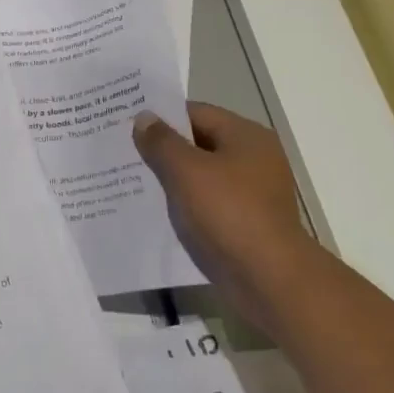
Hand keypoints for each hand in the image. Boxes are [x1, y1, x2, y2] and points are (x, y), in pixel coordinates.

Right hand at [133, 103, 316, 328]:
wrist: (270, 280)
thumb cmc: (228, 214)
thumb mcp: (186, 171)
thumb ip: (161, 141)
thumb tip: (144, 117)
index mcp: (246, 136)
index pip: (195, 112)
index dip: (161, 116)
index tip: (127, 123)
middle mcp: (254, 158)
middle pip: (199, 142)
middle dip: (163, 148)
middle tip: (123, 150)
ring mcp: (252, 192)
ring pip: (202, 175)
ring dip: (172, 178)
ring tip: (133, 180)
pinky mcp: (247, 222)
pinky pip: (208, 202)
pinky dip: (186, 203)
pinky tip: (158, 209)